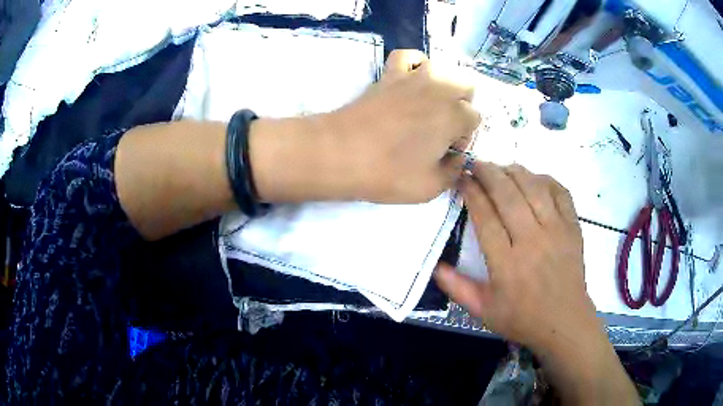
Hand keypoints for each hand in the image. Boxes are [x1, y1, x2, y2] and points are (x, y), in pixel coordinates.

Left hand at [250, 50, 479, 203]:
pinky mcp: (390, 74)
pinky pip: (408, 56)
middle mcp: (440, 89)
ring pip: (444, 68)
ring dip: (444, 86)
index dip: (464, 136)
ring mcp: (414, 77)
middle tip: (443, 128)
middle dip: (462, 105)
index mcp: (454, 116)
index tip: (447, 151)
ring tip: (430, 106)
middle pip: (467, 86)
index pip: (474, 119)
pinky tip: (413, 80)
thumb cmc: (388, 173)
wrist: (340, 153)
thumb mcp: (431, 187)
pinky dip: (415, 64)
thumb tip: (458, 159)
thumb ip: (454, 172)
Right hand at [435, 162, 595, 350]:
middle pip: (509, 195)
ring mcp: (556, 232)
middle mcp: (532, 242)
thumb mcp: (483, 311)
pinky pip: (561, 193)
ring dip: (515, 172)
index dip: (472, 193)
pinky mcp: (573, 228)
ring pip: (534, 188)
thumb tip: (435, 265)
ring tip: (502, 168)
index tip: (462, 179)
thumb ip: (458, 288)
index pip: (486, 217)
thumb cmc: (523, 318)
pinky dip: (546, 180)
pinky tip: (535, 178)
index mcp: (507, 265)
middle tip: (477, 163)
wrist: (565, 322)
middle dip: (489, 173)